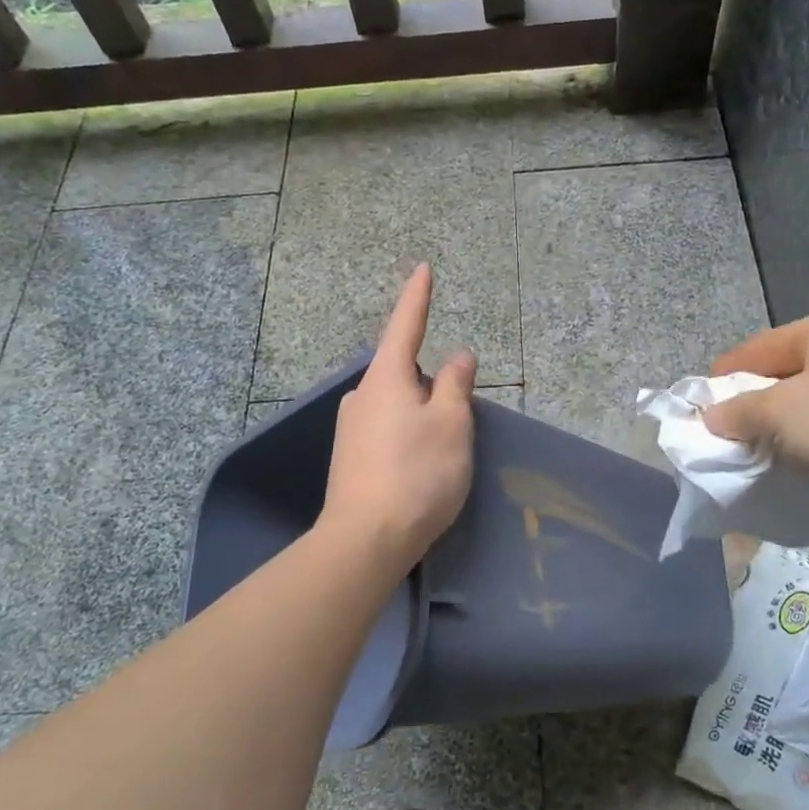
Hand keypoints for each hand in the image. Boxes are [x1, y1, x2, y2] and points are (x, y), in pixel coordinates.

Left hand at [318, 264, 476, 574]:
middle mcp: (362, 396)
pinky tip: (418, 467)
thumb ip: (456, 384)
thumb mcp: (451, 424)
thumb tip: (458, 355)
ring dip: (420, 413)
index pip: (405, 325)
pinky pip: (386, 431)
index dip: (418, 297)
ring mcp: (351, 429)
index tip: (423, 268)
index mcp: (386, 379)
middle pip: (403, 372)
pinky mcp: (350, 458)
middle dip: (430, 381)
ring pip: (396, 405)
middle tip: (457, 413)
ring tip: (442, 449)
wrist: (365, 541)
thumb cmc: (417, 474)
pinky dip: (407, 436)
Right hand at [703, 309, 808, 512]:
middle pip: (790, 369)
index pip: (762, 345)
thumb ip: (737, 411)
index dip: (727, 374)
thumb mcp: (779, 413)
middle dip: (756, 400)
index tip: (701, 403)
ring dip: (785, 423)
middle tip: (727, 429)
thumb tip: (712, 418)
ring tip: (760, 449)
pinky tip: (804, 460)